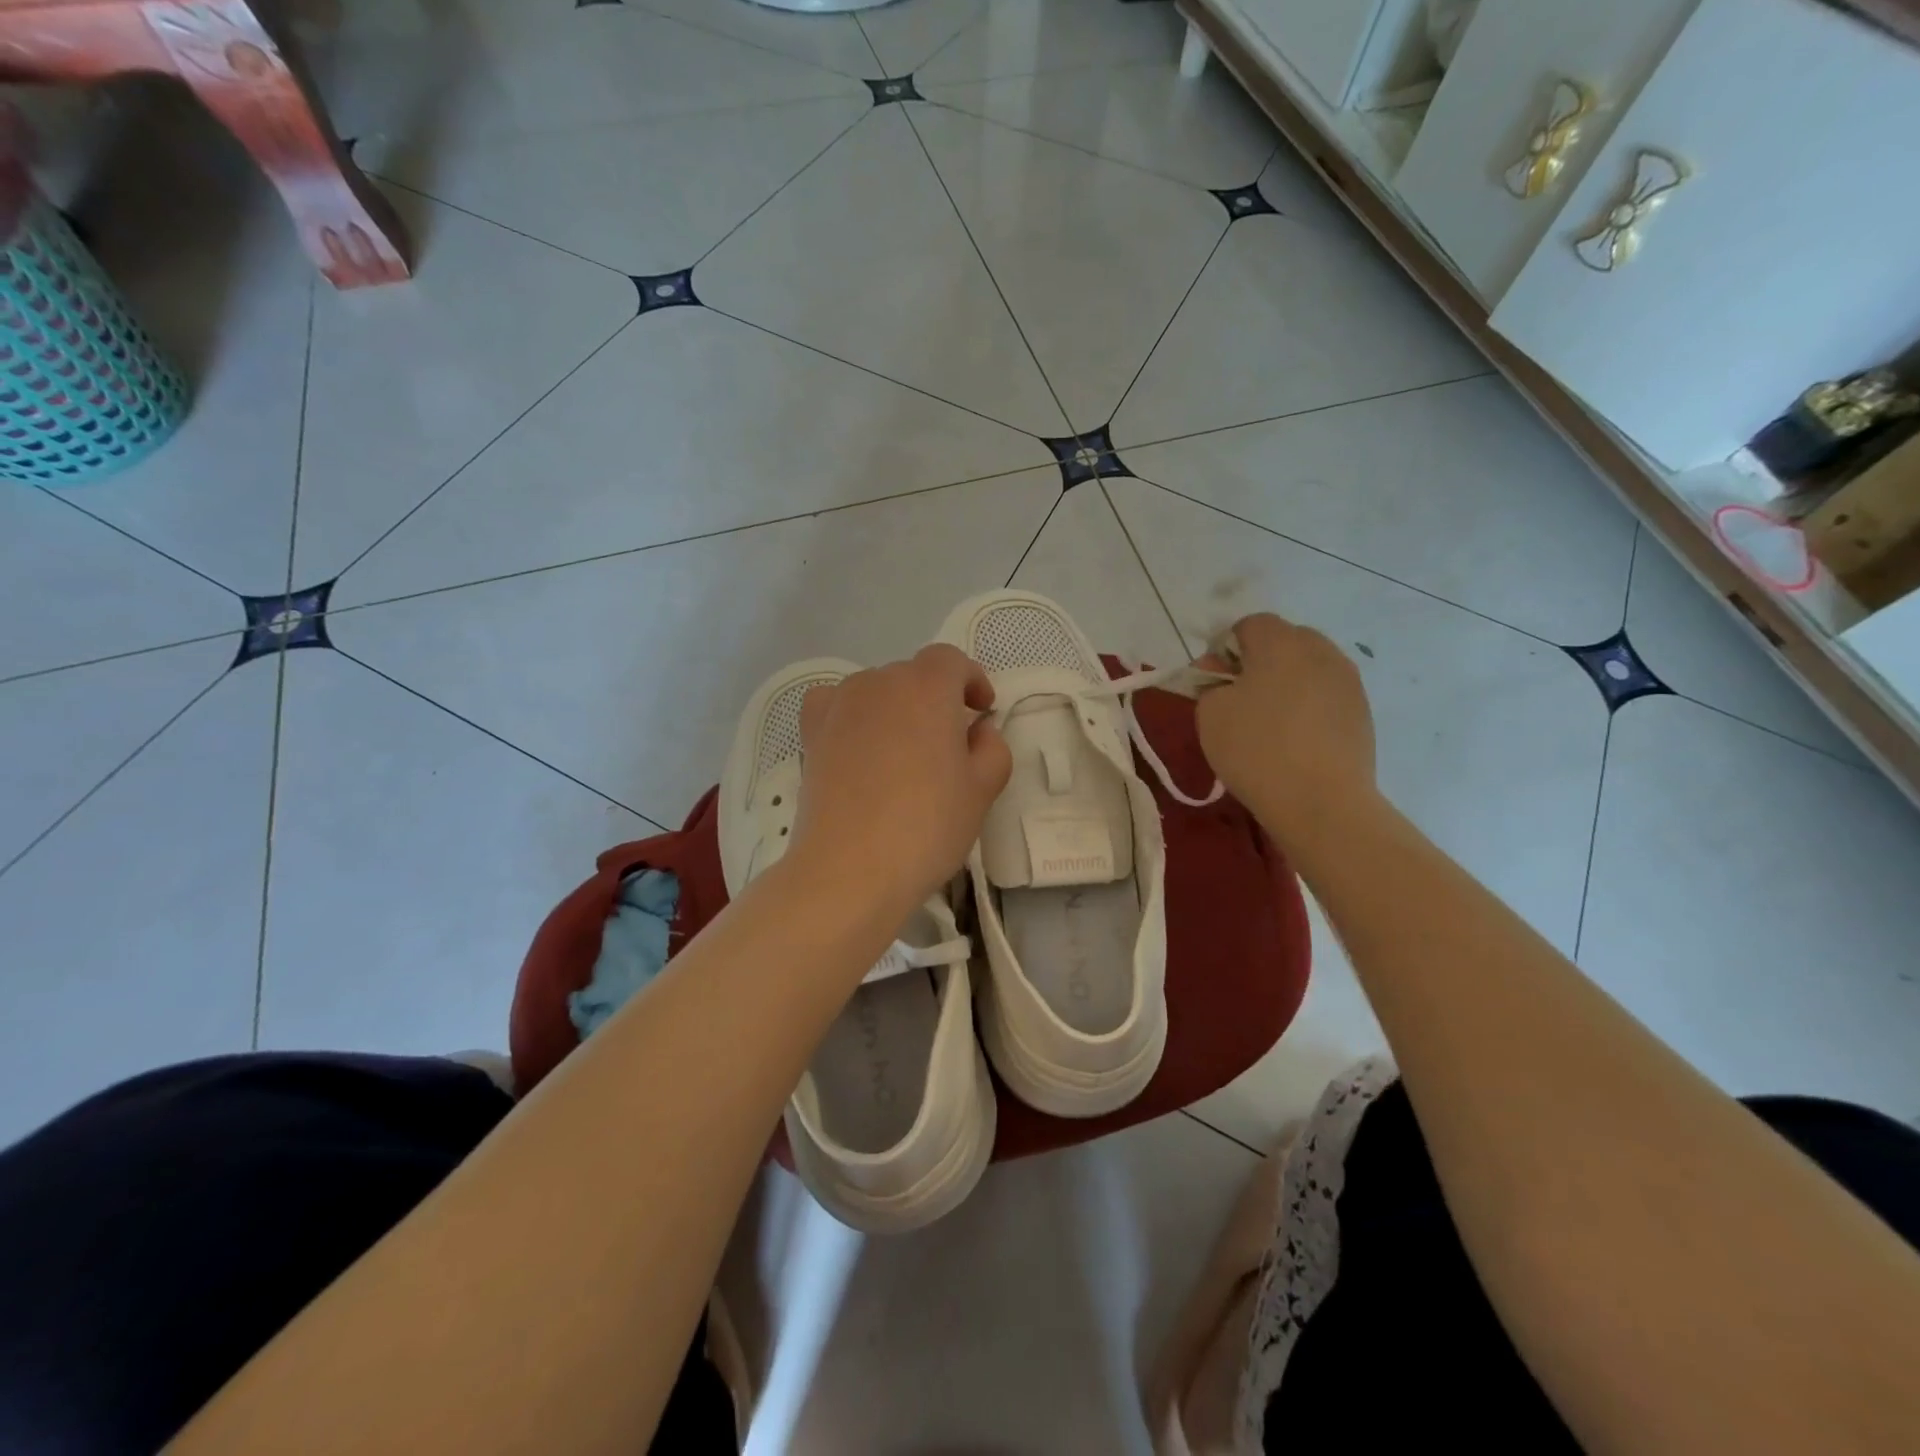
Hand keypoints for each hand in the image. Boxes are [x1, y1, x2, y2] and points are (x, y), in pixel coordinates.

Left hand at [790, 645, 1011, 914]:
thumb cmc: (926, 826)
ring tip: (905, 750)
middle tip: (950, 742)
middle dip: (936, 699)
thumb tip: (978, 731)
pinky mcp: (811, 735)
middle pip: (913, 675)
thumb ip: (992, 748)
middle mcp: (879, 683)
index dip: (971, 680)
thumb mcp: (982, 790)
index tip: (983, 710)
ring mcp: (839, 706)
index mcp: (927, 687)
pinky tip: (858, 743)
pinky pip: (834, 705)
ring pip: (876, 691)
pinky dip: (851, 714)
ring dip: (896, 708)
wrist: (850, 869)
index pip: (952, 661)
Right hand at [1194, 613, 1376, 850]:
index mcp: (1281, 643)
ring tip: (1270, 723)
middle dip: (1259, 662)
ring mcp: (1347, 681)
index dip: (1225, 650)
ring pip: (1308, 668)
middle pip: (1284, 641)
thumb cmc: (1256, 750)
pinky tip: (1296, 740)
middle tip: (1240, 700)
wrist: (1321, 802)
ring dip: (1286, 684)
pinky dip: (1308, 707)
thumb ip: (1210, 683)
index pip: (1248, 625)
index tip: (1214, 683)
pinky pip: (1326, 695)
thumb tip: (1222, 675)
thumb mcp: (1210, 714)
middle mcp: (1320, 651)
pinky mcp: (1362, 712)